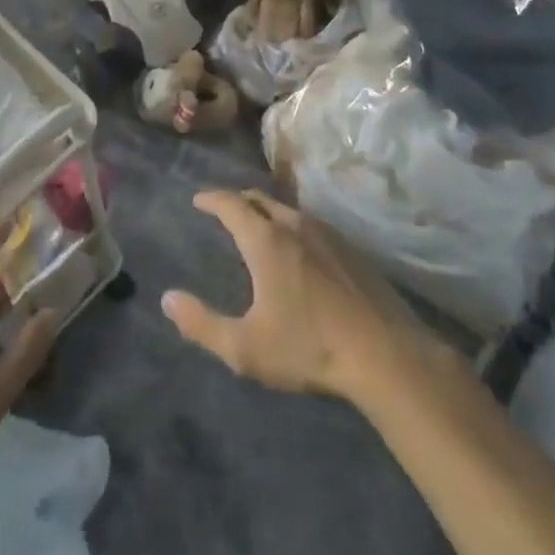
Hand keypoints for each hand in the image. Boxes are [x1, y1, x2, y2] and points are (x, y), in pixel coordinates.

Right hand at [163, 189, 446, 403]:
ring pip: (289, 210)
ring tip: (259, 226)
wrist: (385, 355)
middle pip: (261, 199)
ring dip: (268, 212)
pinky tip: (300, 249)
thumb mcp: (245, 347)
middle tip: (225, 209)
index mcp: (266, 241)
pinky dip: (293, 226)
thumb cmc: (308, 347)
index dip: (212, 198)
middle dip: (238, 200)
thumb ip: (202, 324)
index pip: (232, 205)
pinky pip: (312, 226)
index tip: (198, 199)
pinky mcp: (352, 250)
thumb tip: (168, 299)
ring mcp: (328, 235)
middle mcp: (295, 226)